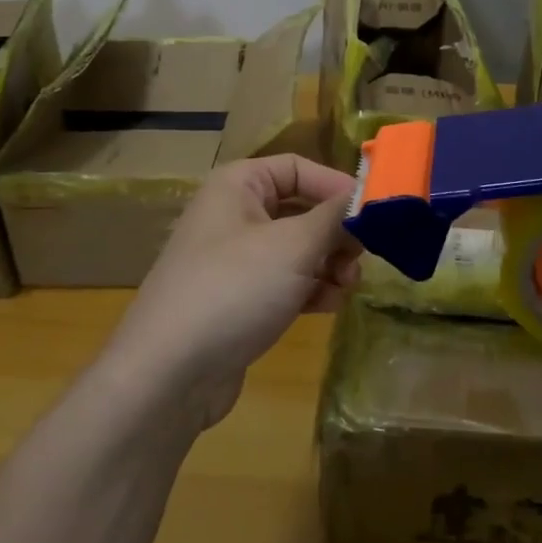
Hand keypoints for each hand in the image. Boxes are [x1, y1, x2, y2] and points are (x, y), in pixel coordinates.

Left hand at [105, 154, 359, 429]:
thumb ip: (336, 217)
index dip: (336, 186)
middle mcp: (233, 215)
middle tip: (362, 257)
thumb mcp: (294, 246)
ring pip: (296, 249)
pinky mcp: (237, 300)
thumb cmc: (233, 289)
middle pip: (300, 209)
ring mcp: (233, 260)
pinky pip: (284, 282)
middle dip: (336, 233)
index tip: (374, 213)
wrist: (167, 375)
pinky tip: (329, 305)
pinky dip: (310, 288)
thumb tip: (369, 196)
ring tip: (347, 286)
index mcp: (238, 186)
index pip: (298, 167)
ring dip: (328, 264)